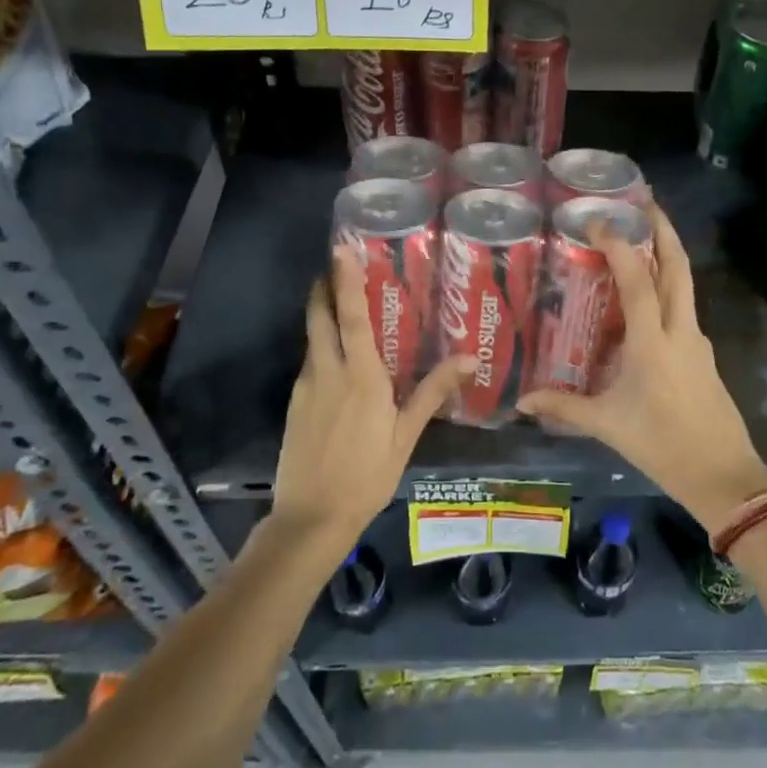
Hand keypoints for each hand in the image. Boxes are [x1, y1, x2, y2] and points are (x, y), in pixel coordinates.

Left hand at [271, 246, 471, 556]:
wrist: (311, 518)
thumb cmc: (368, 475)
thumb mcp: (406, 435)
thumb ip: (433, 392)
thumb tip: (471, 359)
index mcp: (360, 375)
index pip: (350, 316)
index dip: (345, 280)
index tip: (340, 249)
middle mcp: (327, 371)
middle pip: (319, 316)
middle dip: (324, 286)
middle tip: (336, 264)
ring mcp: (306, 387)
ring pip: (312, 338)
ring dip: (321, 313)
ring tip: (341, 302)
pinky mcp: (295, 403)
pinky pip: (310, 362)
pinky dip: (321, 345)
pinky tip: (337, 359)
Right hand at [518, 206, 766, 531]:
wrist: (724, 476)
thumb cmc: (663, 446)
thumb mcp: (608, 426)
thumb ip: (564, 407)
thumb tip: (521, 401)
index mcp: (654, 342)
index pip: (639, 280)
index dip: (619, 246)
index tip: (599, 220)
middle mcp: (681, 330)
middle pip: (678, 267)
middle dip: (663, 230)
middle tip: (643, 204)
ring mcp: (697, 341)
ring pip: (685, 285)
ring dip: (667, 257)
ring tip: (639, 243)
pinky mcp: (703, 355)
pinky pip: (683, 309)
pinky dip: (667, 290)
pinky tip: (645, 303)